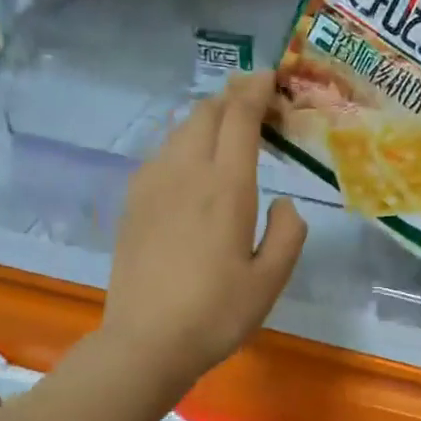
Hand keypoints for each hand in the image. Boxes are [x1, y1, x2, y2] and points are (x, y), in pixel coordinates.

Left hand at [102, 71, 305, 389]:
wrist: (146, 342)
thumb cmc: (217, 315)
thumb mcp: (270, 281)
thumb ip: (287, 234)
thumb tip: (283, 203)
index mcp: (225, 188)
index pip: (239, 118)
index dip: (255, 90)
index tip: (270, 78)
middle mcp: (185, 174)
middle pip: (205, 113)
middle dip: (232, 98)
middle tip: (256, 107)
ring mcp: (151, 185)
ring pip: (179, 130)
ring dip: (206, 120)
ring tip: (227, 133)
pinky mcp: (132, 203)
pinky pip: (161, 155)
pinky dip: (184, 144)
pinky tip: (192, 168)